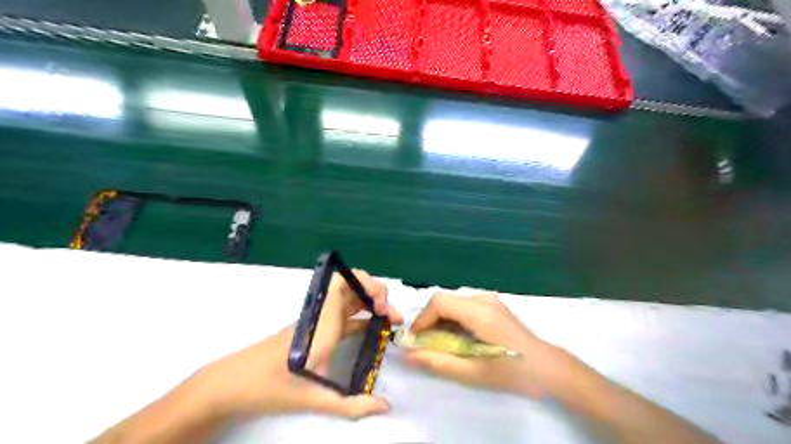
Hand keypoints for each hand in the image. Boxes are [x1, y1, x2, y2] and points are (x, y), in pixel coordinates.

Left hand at [185, 271, 401, 419]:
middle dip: (375, 294)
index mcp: (321, 323)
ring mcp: (317, 321)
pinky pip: (341, 314)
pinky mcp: (314, 329)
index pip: (341, 284)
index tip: (382, 303)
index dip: (365, 283)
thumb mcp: (313, 398)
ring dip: (369, 303)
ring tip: (387, 319)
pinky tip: (371, 328)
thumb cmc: (271, 386)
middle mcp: (320, 315)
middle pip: (350, 286)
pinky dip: (360, 315)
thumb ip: (352, 405)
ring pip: (347, 299)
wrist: (233, 384)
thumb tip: (385, 407)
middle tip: (391, 315)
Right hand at [408, 293, 551, 395]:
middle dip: (430, 323)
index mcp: (478, 310)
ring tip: (440, 346)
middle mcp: (482, 298)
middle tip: (425, 346)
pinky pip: (464, 308)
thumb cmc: (511, 371)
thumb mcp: (472, 372)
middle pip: (445, 302)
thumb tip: (408, 355)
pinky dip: (454, 322)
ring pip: (453, 305)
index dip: (422, 320)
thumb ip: (438, 362)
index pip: (439, 302)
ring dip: (441, 323)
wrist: (546, 367)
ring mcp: (489, 300)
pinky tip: (458, 340)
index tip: (414, 341)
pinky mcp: (492, 306)